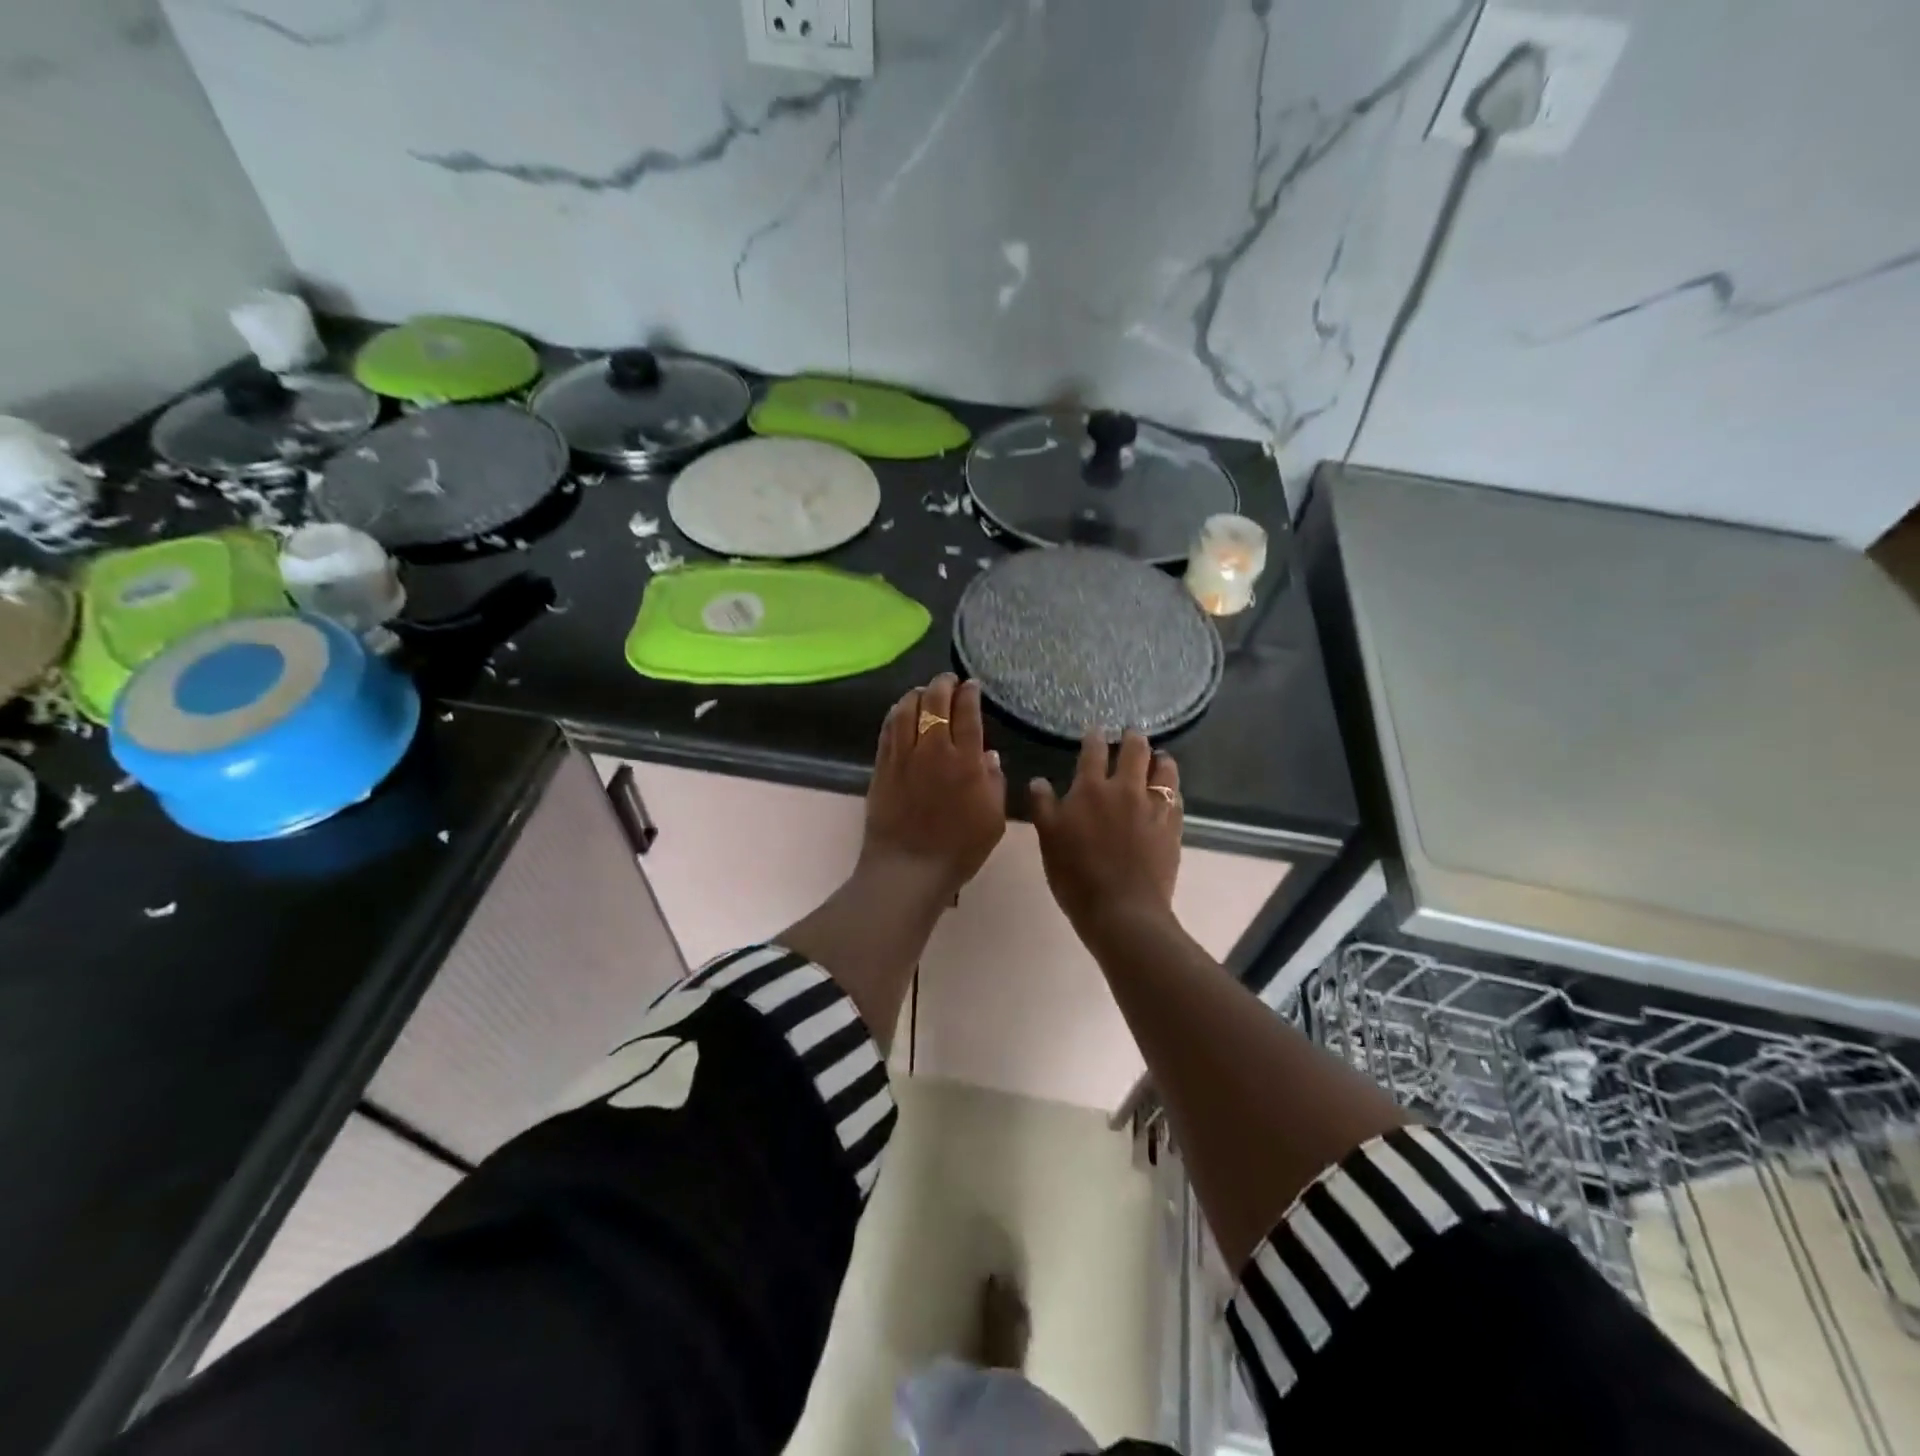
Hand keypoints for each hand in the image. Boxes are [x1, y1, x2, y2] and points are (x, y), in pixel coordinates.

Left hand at [862, 674, 1006, 900]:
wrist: (907, 869)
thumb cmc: (958, 850)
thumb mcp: (993, 820)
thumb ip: (994, 783)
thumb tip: (988, 755)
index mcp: (964, 761)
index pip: (967, 713)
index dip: (970, 694)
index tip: (972, 685)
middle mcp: (932, 750)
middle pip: (935, 702)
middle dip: (944, 684)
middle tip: (950, 680)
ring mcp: (903, 756)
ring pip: (907, 709)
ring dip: (918, 693)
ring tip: (925, 691)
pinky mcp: (882, 766)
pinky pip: (888, 729)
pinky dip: (897, 713)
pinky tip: (902, 711)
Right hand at [1029, 730, 1181, 934]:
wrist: (1123, 910)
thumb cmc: (1077, 876)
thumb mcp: (1048, 840)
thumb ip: (1043, 806)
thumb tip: (1039, 781)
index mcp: (1091, 790)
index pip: (1093, 752)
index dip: (1094, 737)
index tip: (1096, 731)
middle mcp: (1125, 790)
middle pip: (1135, 751)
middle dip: (1133, 738)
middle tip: (1132, 734)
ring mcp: (1153, 808)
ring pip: (1164, 770)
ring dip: (1160, 759)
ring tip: (1159, 757)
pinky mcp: (1173, 827)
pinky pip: (1177, 799)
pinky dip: (1172, 789)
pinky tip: (1169, 793)